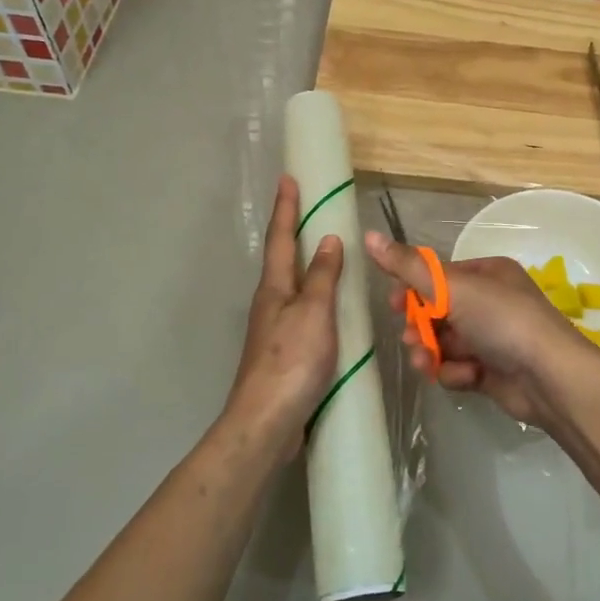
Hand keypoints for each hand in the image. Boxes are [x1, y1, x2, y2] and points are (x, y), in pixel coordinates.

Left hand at [223, 175, 343, 465]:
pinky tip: (333, 308)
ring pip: (293, 287)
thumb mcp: (314, 313)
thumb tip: (329, 239)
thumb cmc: (291, 360)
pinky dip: (317, 298)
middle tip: (311, 209)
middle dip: (294, 232)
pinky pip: (304, 313)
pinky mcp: (285, 353)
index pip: (282, 238)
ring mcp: (275, 329)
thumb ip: (323, 277)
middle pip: (283, 260)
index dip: (286, 208)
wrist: (267, 422)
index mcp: (275, 288)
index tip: (289, 178)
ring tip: (328, 252)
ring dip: (307, 266)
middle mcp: (271, 303)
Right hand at [365, 230, 598, 430]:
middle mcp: (489, 301)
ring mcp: (491, 337)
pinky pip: (458, 367)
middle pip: (437, 311)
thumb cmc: (502, 320)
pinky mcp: (491, 370)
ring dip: (432, 353)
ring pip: (444, 342)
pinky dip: (456, 373)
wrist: (549, 377)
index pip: (438, 277)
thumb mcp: (453, 287)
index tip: (392, 303)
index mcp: (486, 274)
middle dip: (420, 327)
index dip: (412, 289)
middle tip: (411, 339)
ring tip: (430, 364)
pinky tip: (466, 377)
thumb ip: (408, 266)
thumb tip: (368, 235)